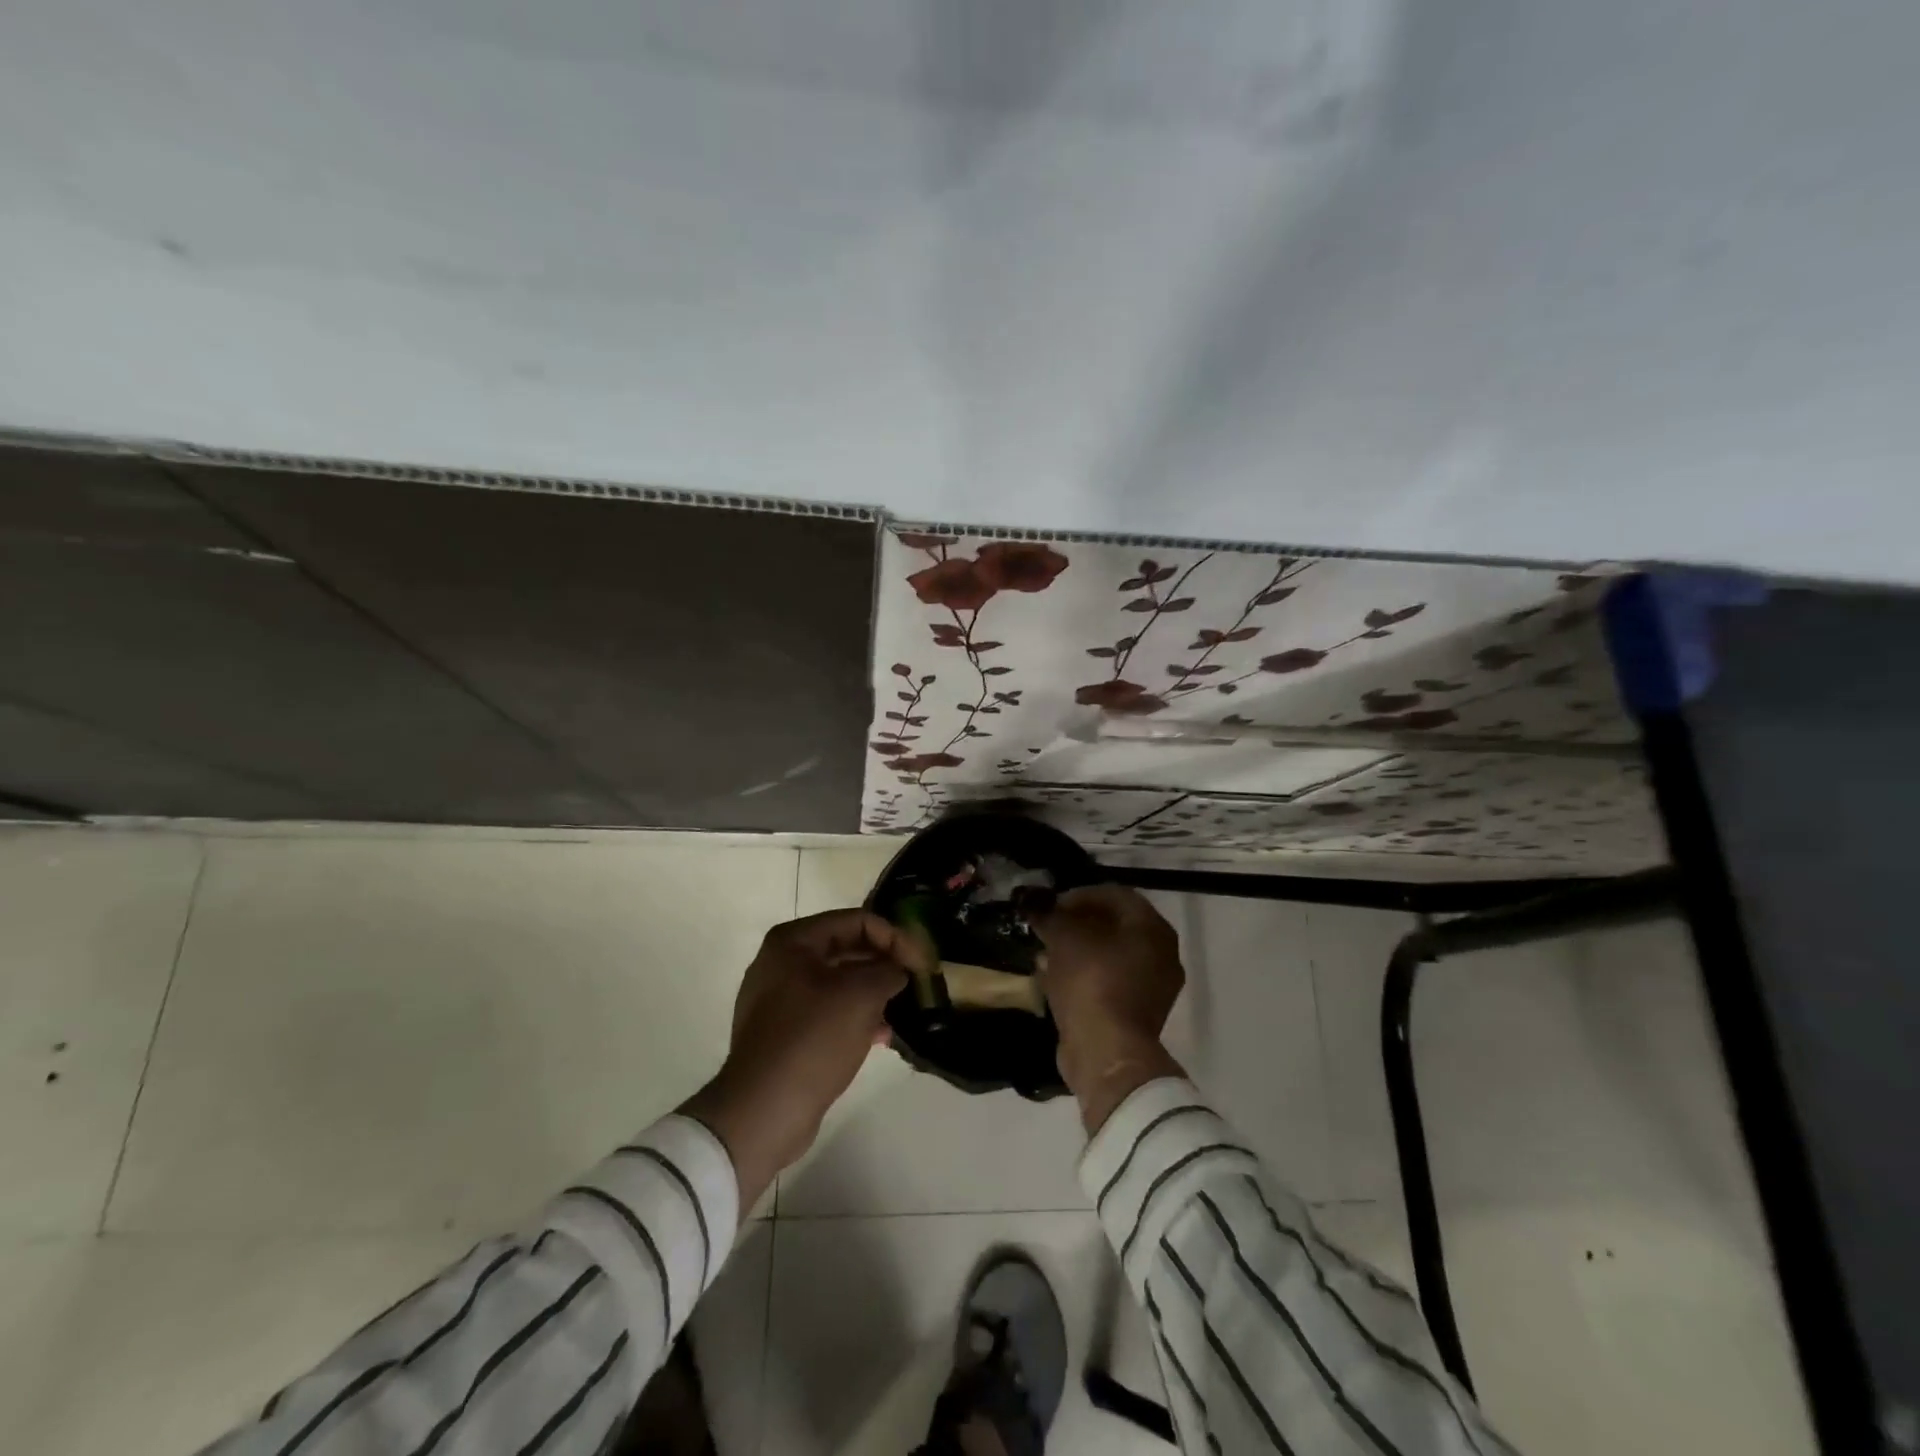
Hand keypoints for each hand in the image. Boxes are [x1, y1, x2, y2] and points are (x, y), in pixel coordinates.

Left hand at [679, 910, 907, 1209]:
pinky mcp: (784, 1033)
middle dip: (884, 963)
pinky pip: (828, 1011)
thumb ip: (888, 971)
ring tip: (902, 1009)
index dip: (895, 937)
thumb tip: (898, 970)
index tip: (922, 962)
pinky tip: (882, 1035)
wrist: (764, 1110)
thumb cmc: (812, 1038)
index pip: (856, 920)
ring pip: (839, 982)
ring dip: (873, 991)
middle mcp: (782, 962)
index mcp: (793, 941)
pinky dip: (856, 1016)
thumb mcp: (860, 996)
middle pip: (846, 948)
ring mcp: (779, 999)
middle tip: (917, 981)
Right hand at [1033, 885, 1187, 1132]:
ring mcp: (1152, 988)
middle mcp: (1161, 954)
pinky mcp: (1136, 1014)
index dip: (1079, 895)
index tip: (1051, 905)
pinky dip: (1082, 976)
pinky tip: (1052, 977)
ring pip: (1109, 956)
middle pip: (1114, 925)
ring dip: (1077, 950)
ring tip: (1045, 952)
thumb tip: (1033, 903)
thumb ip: (1049, 914)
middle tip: (1048, 926)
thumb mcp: (1063, 938)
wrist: (1106, 1053)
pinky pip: (1107, 982)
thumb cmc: (1091, 982)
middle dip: (1077, 923)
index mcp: (1153, 928)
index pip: (1115, 895)